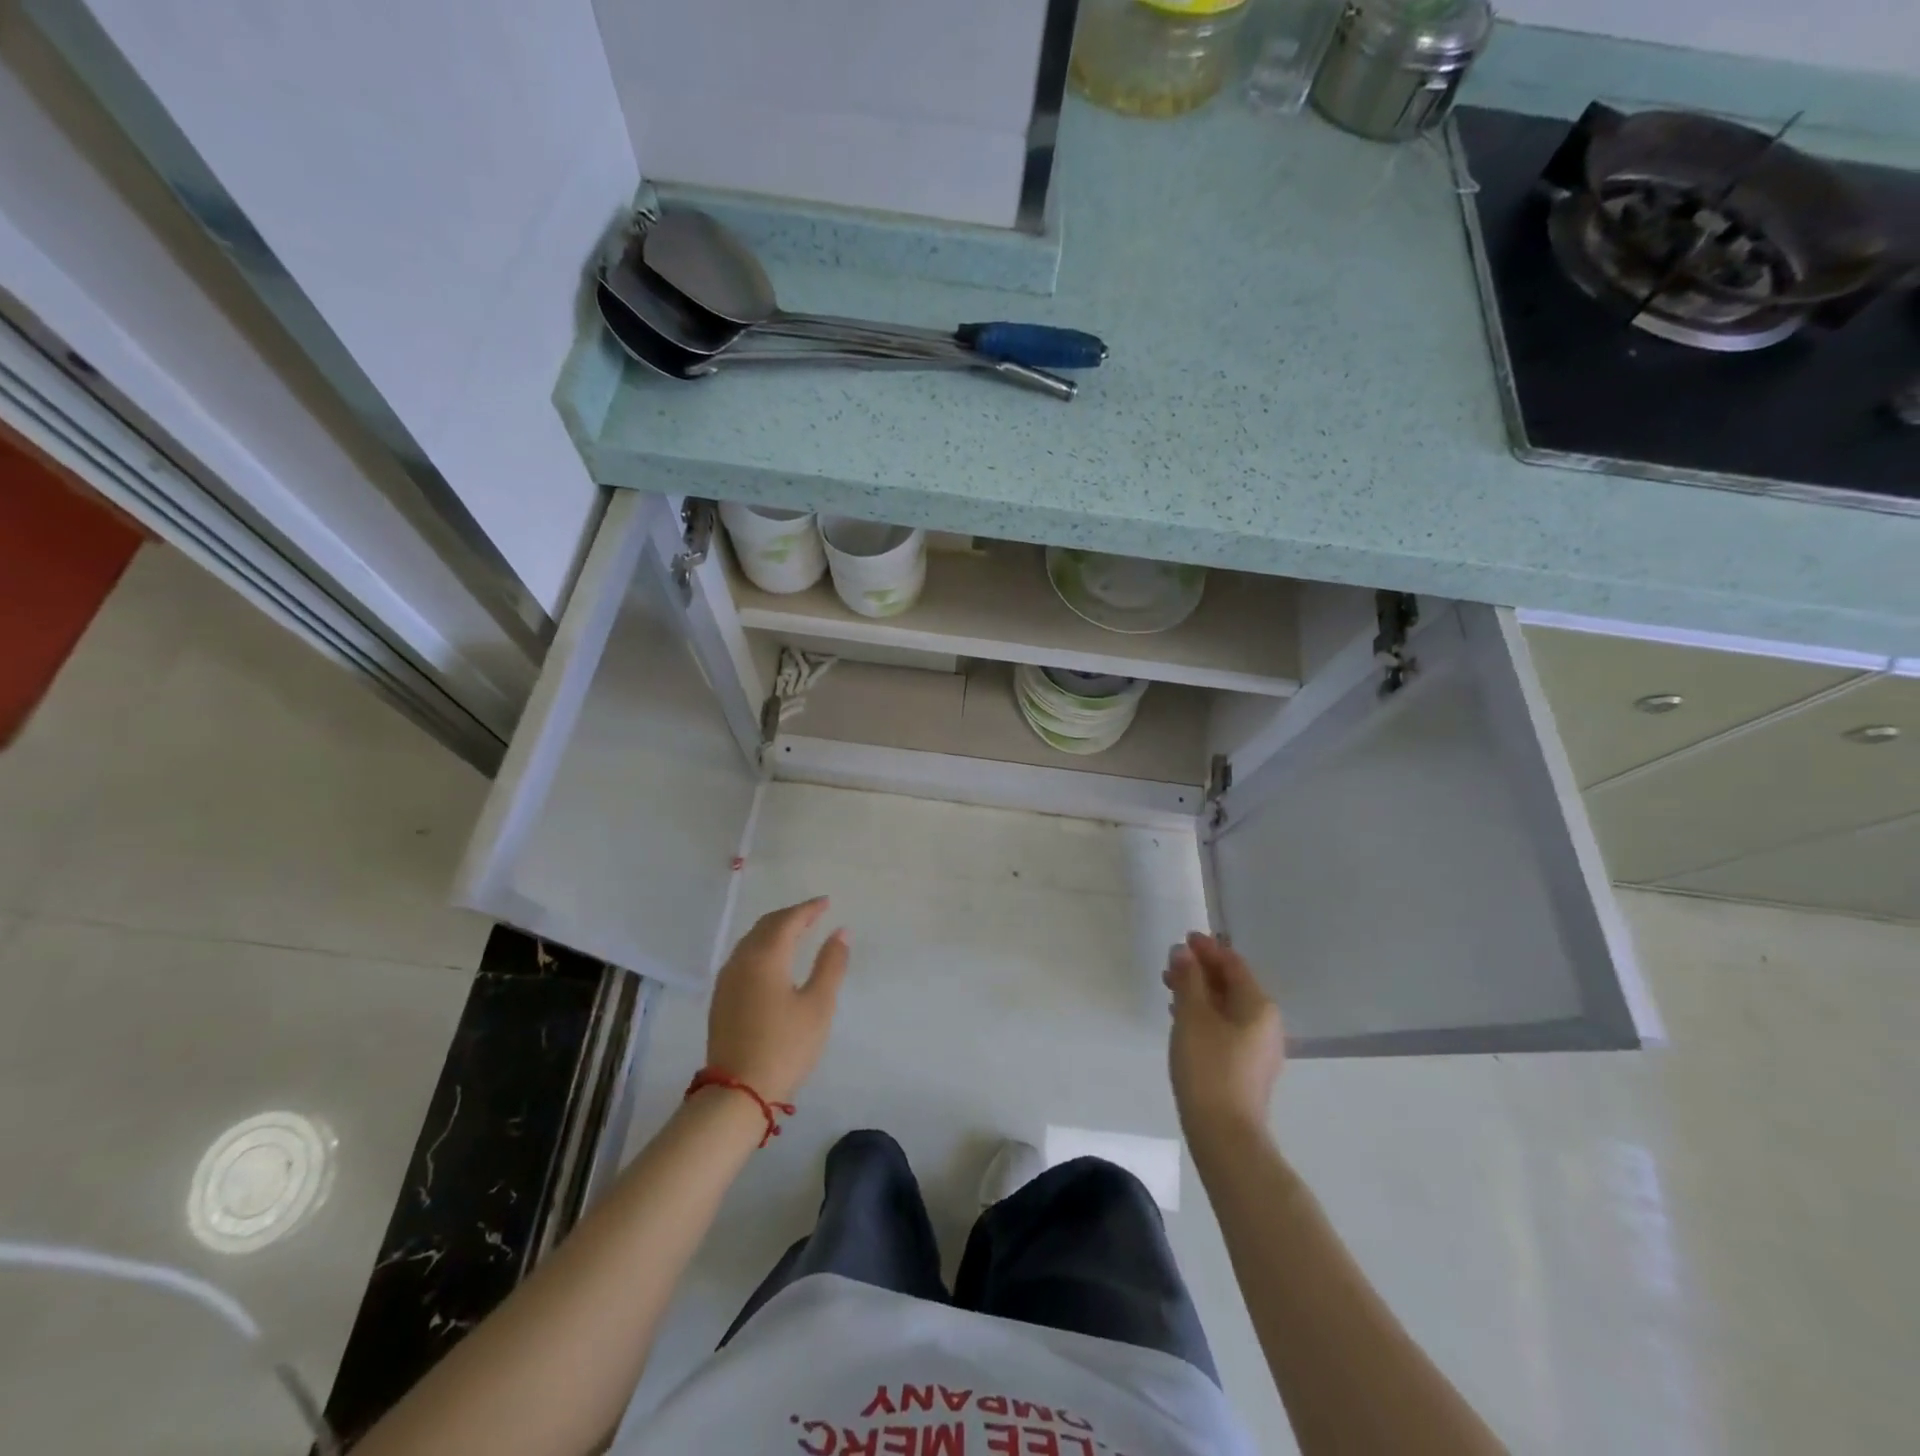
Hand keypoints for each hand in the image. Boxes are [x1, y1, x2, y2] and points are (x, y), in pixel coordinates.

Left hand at [705, 897, 849, 1103]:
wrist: (737, 1092)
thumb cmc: (785, 1046)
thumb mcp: (818, 1005)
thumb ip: (831, 964)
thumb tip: (841, 931)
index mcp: (765, 957)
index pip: (788, 920)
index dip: (808, 909)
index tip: (826, 902)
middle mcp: (741, 960)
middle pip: (766, 926)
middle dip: (790, 916)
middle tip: (814, 913)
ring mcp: (727, 980)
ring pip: (751, 941)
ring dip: (774, 930)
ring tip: (796, 931)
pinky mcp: (721, 998)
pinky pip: (743, 957)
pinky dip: (762, 947)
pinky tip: (773, 959)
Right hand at [1164, 932, 1284, 1138]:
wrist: (1225, 1134)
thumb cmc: (1209, 1066)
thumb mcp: (1192, 1015)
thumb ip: (1188, 979)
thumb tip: (1183, 952)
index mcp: (1258, 1005)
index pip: (1233, 963)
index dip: (1207, 948)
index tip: (1184, 938)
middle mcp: (1265, 1022)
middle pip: (1232, 984)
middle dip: (1202, 971)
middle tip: (1171, 964)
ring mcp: (1258, 1047)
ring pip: (1227, 1007)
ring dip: (1200, 993)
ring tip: (1170, 988)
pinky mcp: (1246, 1068)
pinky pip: (1226, 1027)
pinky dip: (1205, 1015)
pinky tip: (1182, 1019)